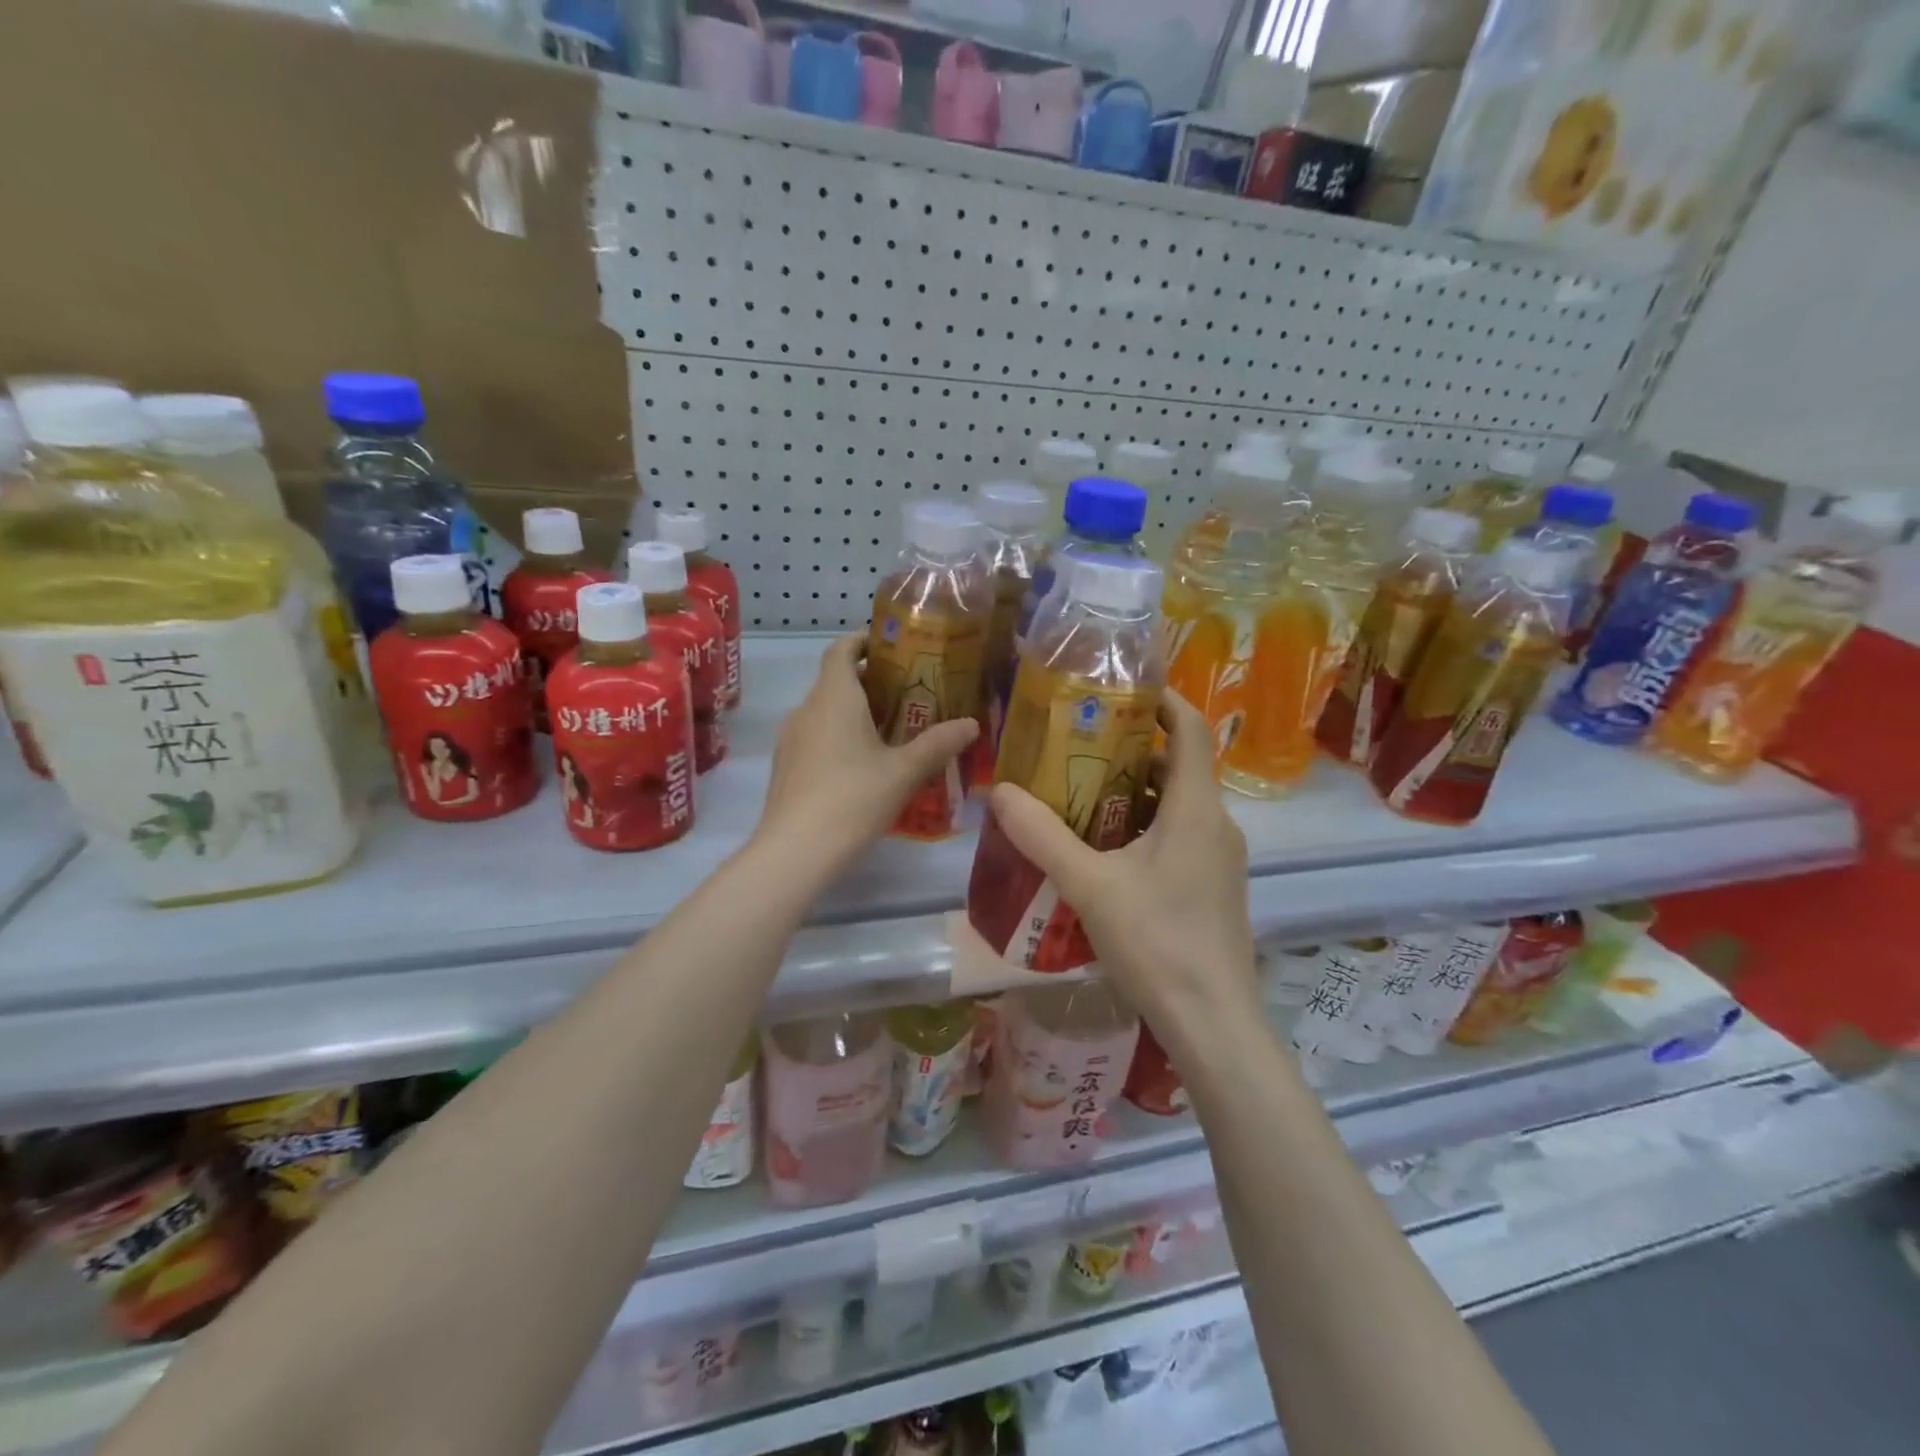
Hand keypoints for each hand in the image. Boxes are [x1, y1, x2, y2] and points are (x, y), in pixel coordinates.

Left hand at [758, 634, 977, 870]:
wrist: (795, 852)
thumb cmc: (853, 800)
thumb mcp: (904, 772)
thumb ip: (938, 744)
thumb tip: (972, 724)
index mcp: (834, 698)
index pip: (841, 650)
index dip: (863, 641)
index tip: (892, 646)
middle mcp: (807, 709)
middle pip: (836, 680)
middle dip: (871, 681)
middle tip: (909, 694)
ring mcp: (791, 739)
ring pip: (825, 710)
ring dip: (855, 711)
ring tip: (891, 730)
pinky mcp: (786, 766)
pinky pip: (816, 736)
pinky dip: (839, 735)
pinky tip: (863, 765)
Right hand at [985, 692, 1258, 1050]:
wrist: (1212, 1022)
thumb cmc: (1156, 942)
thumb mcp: (1090, 885)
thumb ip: (1043, 836)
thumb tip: (1000, 793)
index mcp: (1196, 809)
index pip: (1191, 731)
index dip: (1164, 701)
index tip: (1124, 690)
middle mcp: (1217, 824)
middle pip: (1179, 766)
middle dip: (1132, 750)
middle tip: (1079, 747)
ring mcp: (1220, 858)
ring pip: (1178, 805)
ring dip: (1136, 792)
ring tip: (1081, 794)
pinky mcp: (1215, 887)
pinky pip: (1180, 836)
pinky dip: (1146, 826)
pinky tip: (1105, 850)